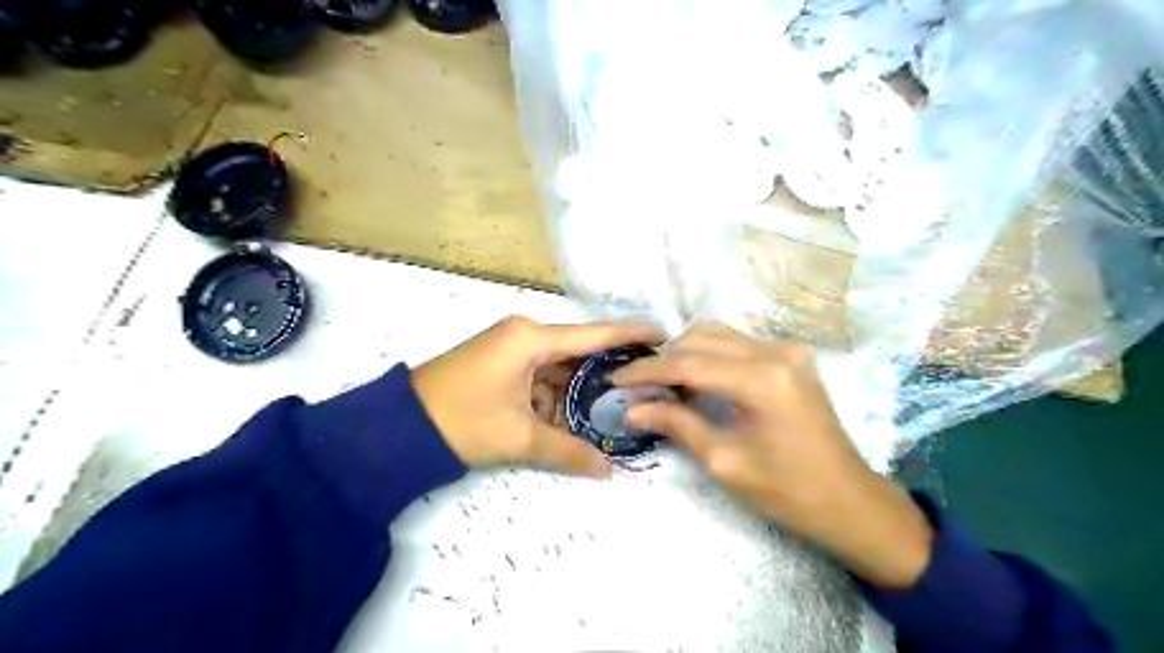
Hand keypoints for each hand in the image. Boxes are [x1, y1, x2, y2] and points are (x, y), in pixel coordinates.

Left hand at [414, 316, 658, 479]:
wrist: (398, 428)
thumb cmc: (461, 421)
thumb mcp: (518, 437)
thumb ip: (567, 452)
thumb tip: (607, 471)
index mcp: (531, 338)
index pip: (594, 334)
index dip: (630, 335)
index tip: (664, 333)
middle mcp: (525, 335)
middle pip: (579, 352)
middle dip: (606, 373)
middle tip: (644, 386)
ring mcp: (511, 349)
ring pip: (559, 369)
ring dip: (578, 392)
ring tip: (614, 410)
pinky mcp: (502, 365)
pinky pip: (540, 378)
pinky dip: (555, 398)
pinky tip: (572, 420)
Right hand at [614, 325, 934, 588]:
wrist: (850, 501)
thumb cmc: (788, 491)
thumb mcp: (725, 461)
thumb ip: (677, 425)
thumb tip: (633, 409)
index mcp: (762, 379)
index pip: (689, 362)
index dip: (647, 371)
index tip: (616, 380)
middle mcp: (776, 351)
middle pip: (702, 337)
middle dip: (665, 360)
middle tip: (638, 387)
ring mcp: (787, 350)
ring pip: (719, 335)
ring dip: (686, 354)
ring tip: (663, 385)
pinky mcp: (791, 357)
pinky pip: (737, 344)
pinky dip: (709, 357)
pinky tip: (695, 381)